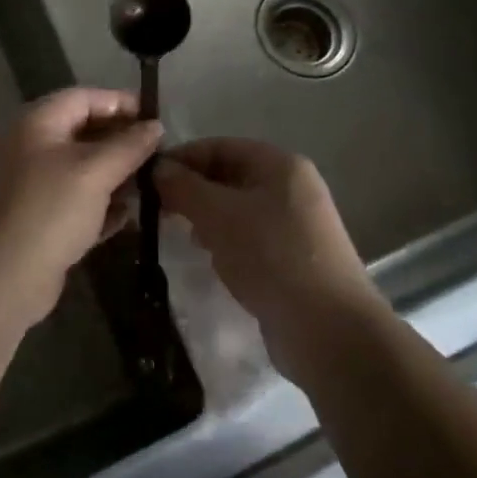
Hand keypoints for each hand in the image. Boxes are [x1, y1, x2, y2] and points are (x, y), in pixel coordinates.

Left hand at [0, 88, 162, 328]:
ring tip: (147, 185)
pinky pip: (71, 203)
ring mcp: (27, 186)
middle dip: (119, 141)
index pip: (83, 98)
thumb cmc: (50, 210)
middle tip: (155, 154)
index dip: (119, 102)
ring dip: (112, 175)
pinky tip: (124, 216)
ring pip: (77, 171)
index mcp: (36, 124)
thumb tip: (155, 126)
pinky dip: (97, 206)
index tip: (154, 117)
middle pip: (81, 132)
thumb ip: (129, 146)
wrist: (0, 278)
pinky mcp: (32, 221)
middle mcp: (28, 148)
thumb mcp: (95, 171)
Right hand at [157, 138, 384, 370]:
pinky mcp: (295, 259)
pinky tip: (212, 262)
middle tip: (159, 211)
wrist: (329, 331)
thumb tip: (158, 168)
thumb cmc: (271, 257)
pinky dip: (227, 243)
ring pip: (238, 210)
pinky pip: (251, 238)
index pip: (220, 146)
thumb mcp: (218, 215)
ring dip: (207, 219)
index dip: (182, 158)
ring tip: (182, 237)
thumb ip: (184, 187)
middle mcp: (291, 187)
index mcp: (280, 164)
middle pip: (230, 176)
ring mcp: (296, 224)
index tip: (148, 180)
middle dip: (193, 191)